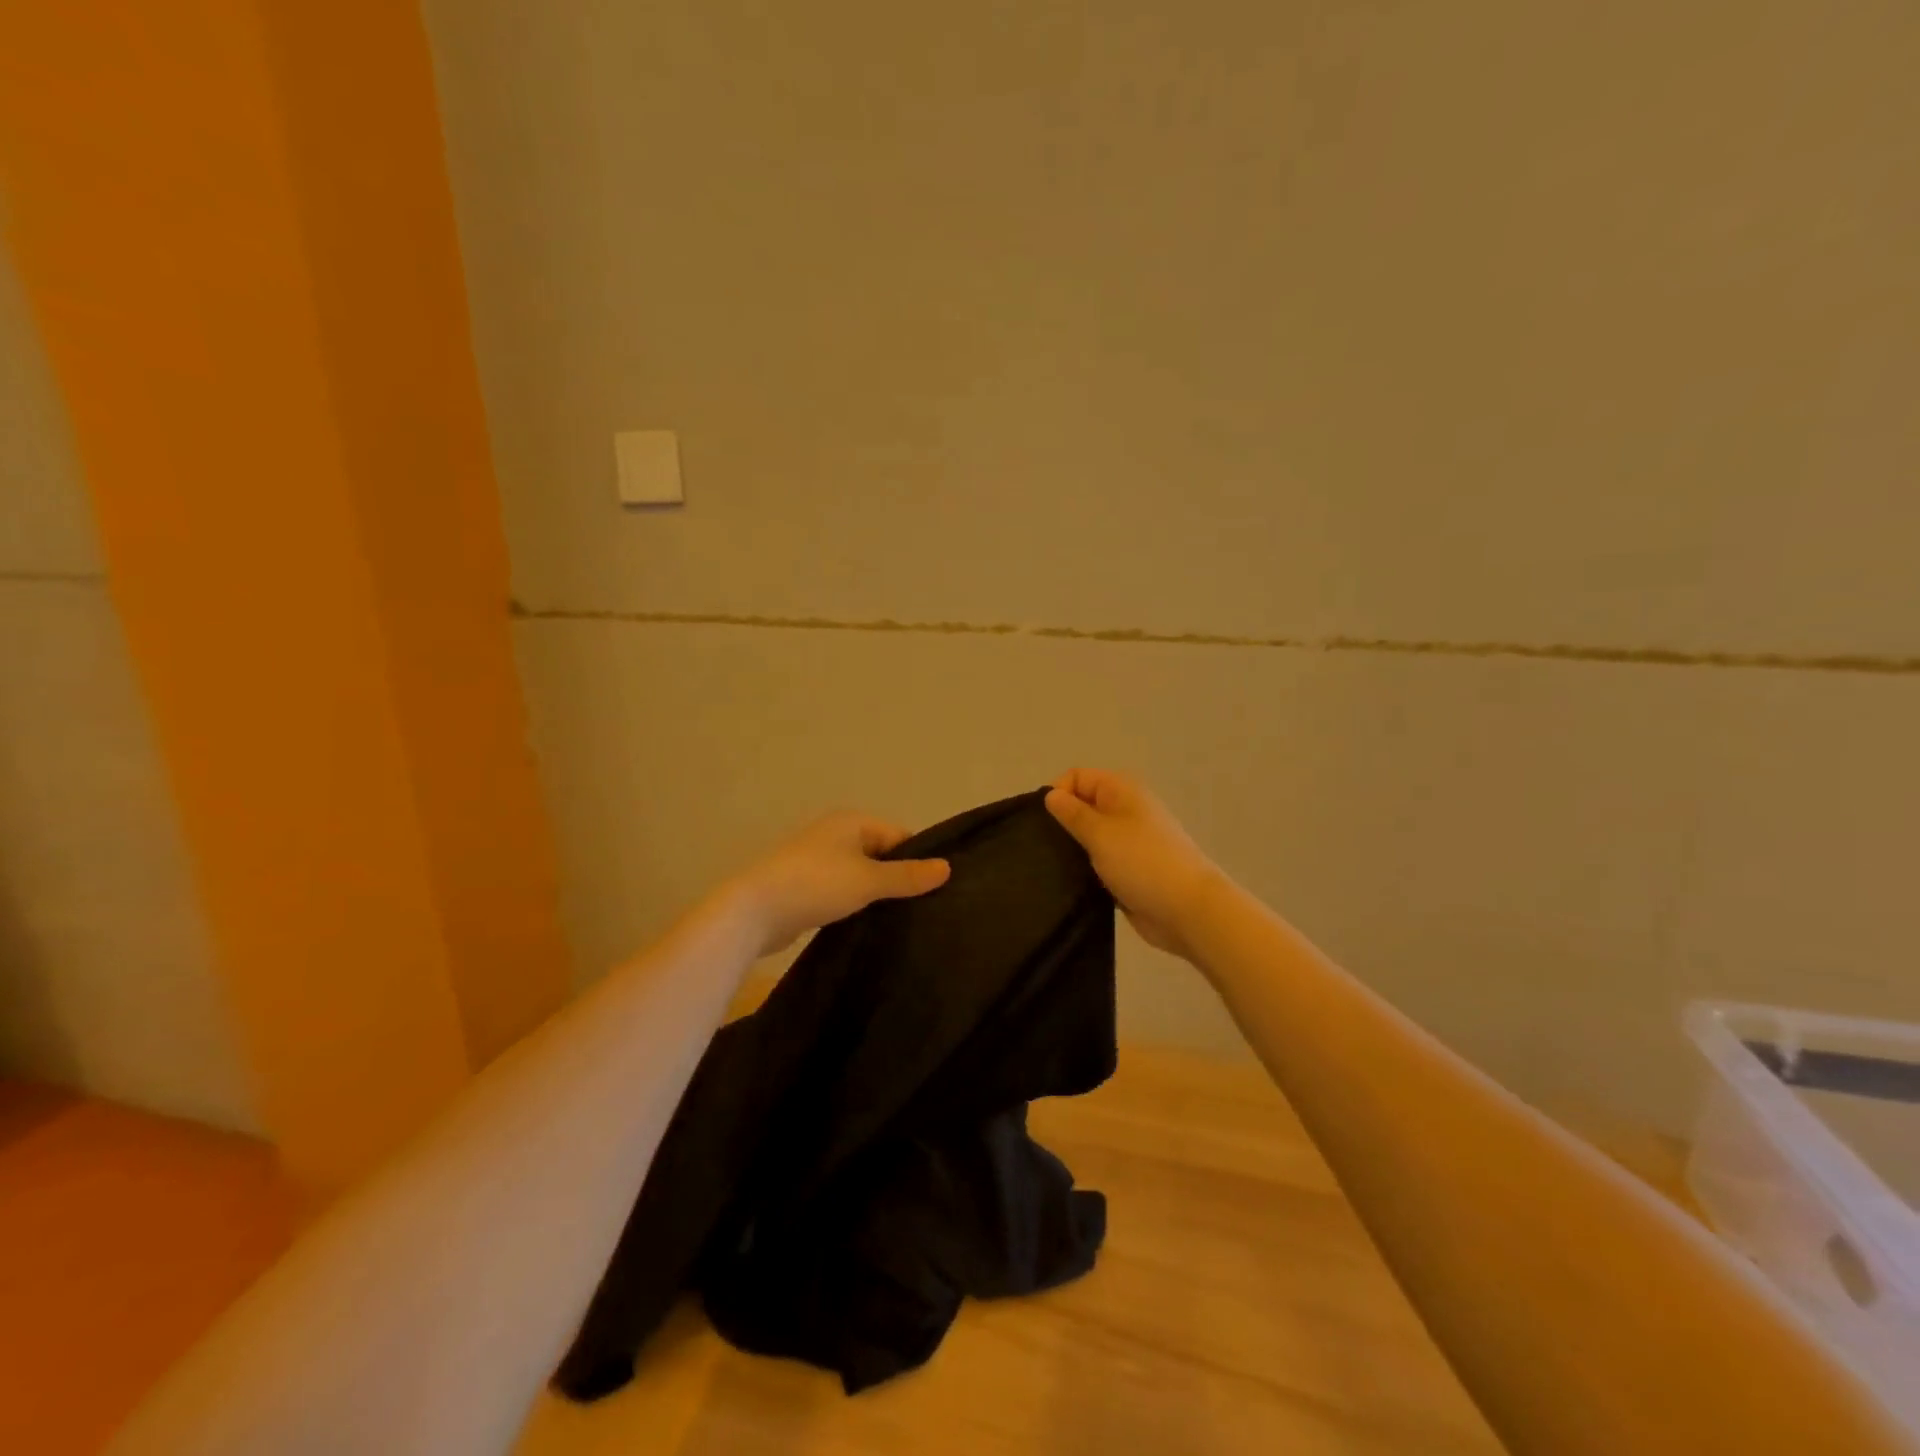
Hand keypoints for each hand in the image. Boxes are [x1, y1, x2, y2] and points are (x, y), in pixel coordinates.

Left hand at [725, 812, 950, 957]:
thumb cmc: (815, 885)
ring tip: (900, 919)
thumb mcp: (868, 880)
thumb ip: (907, 876)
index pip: (899, 836)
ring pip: (860, 875)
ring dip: (875, 894)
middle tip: (924, 908)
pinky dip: (854, 903)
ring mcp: (816, 861)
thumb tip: (948, 868)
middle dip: (898, 878)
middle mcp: (834, 835)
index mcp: (851, 822)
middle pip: (880, 855)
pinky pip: (841, 891)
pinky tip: (867, 924)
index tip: (936, 890)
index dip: (918, 860)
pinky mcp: (804, 887)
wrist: (752, 911)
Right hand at [1045, 769, 1222, 961]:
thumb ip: (1073, 814)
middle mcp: (1124, 811)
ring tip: (1050, 867)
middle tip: (1041, 847)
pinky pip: (1097, 863)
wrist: (1188, 911)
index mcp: (1121, 791)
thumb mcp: (1101, 833)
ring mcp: (1127, 843)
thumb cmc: (1142, 863)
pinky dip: (1084, 870)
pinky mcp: (1126, 871)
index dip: (1058, 793)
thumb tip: (1051, 795)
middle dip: (1061, 823)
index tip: (1042, 822)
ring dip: (1071, 849)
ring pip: (1088, 837)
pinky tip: (1066, 883)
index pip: (1077, 778)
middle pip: (1082, 806)